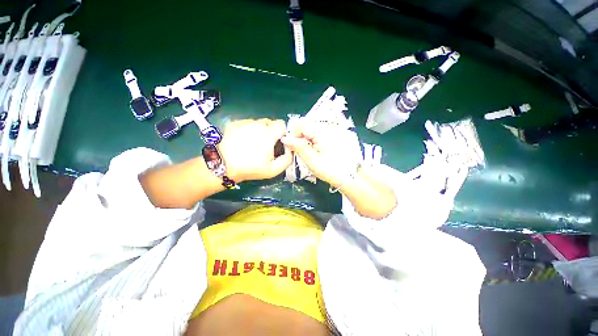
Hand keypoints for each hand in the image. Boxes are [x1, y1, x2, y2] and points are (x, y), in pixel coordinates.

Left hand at [218, 119, 292, 181]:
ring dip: (259, 130)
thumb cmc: (251, 168)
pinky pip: (247, 123)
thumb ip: (287, 160)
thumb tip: (290, 150)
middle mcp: (257, 124)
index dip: (282, 132)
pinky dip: (249, 129)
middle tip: (266, 144)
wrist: (224, 165)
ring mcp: (245, 122)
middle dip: (271, 131)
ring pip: (258, 122)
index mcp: (269, 134)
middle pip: (270, 122)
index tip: (279, 141)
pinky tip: (243, 140)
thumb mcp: (273, 170)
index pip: (281, 124)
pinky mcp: (235, 123)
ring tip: (253, 143)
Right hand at [282, 120, 396, 219]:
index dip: (294, 134)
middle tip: (301, 152)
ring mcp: (331, 131)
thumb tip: (285, 139)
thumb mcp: (312, 160)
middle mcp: (327, 128)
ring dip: (306, 140)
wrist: (350, 176)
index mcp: (322, 132)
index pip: (301, 124)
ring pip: (311, 130)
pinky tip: (315, 152)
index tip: (293, 147)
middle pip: (306, 126)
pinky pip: (318, 134)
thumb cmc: (331, 170)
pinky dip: (313, 141)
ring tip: (309, 153)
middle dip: (300, 137)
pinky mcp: (333, 136)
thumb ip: (298, 147)